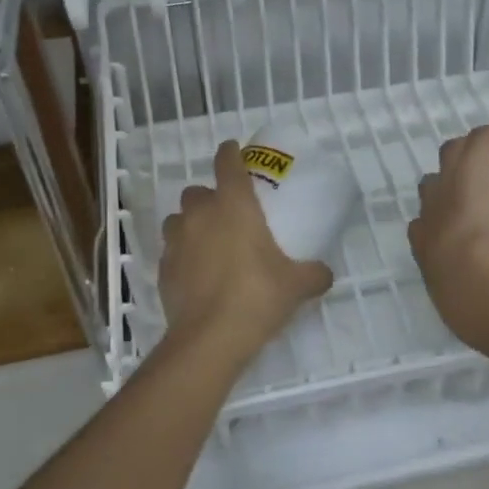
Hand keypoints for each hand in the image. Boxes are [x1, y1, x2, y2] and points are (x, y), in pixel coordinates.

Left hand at [158, 141, 332, 369]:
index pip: (227, 163)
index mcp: (233, 205)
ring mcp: (177, 241)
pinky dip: (182, 254)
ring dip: (191, 224)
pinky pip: (171, 250)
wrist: (210, 338)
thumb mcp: (296, 285)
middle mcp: (200, 214)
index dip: (230, 153)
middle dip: (209, 197)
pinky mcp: (162, 268)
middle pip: (197, 191)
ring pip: (178, 219)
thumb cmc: (256, 296)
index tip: (234, 150)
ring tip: (208, 242)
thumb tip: (326, 273)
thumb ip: (314, 273)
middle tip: (227, 214)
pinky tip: (196, 273)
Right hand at [409, 123, 488, 344]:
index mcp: (425, 249)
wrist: (484, 286)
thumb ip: (470, 309)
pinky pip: (479, 139)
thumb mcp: (461, 311)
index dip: (436, 222)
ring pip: (449, 154)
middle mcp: (431, 213)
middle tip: (470, 187)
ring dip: (465, 153)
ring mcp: (451, 189)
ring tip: (487, 155)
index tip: (456, 229)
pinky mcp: (474, 170)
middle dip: (444, 183)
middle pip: (430, 185)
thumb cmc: (473, 308)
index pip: (421, 225)